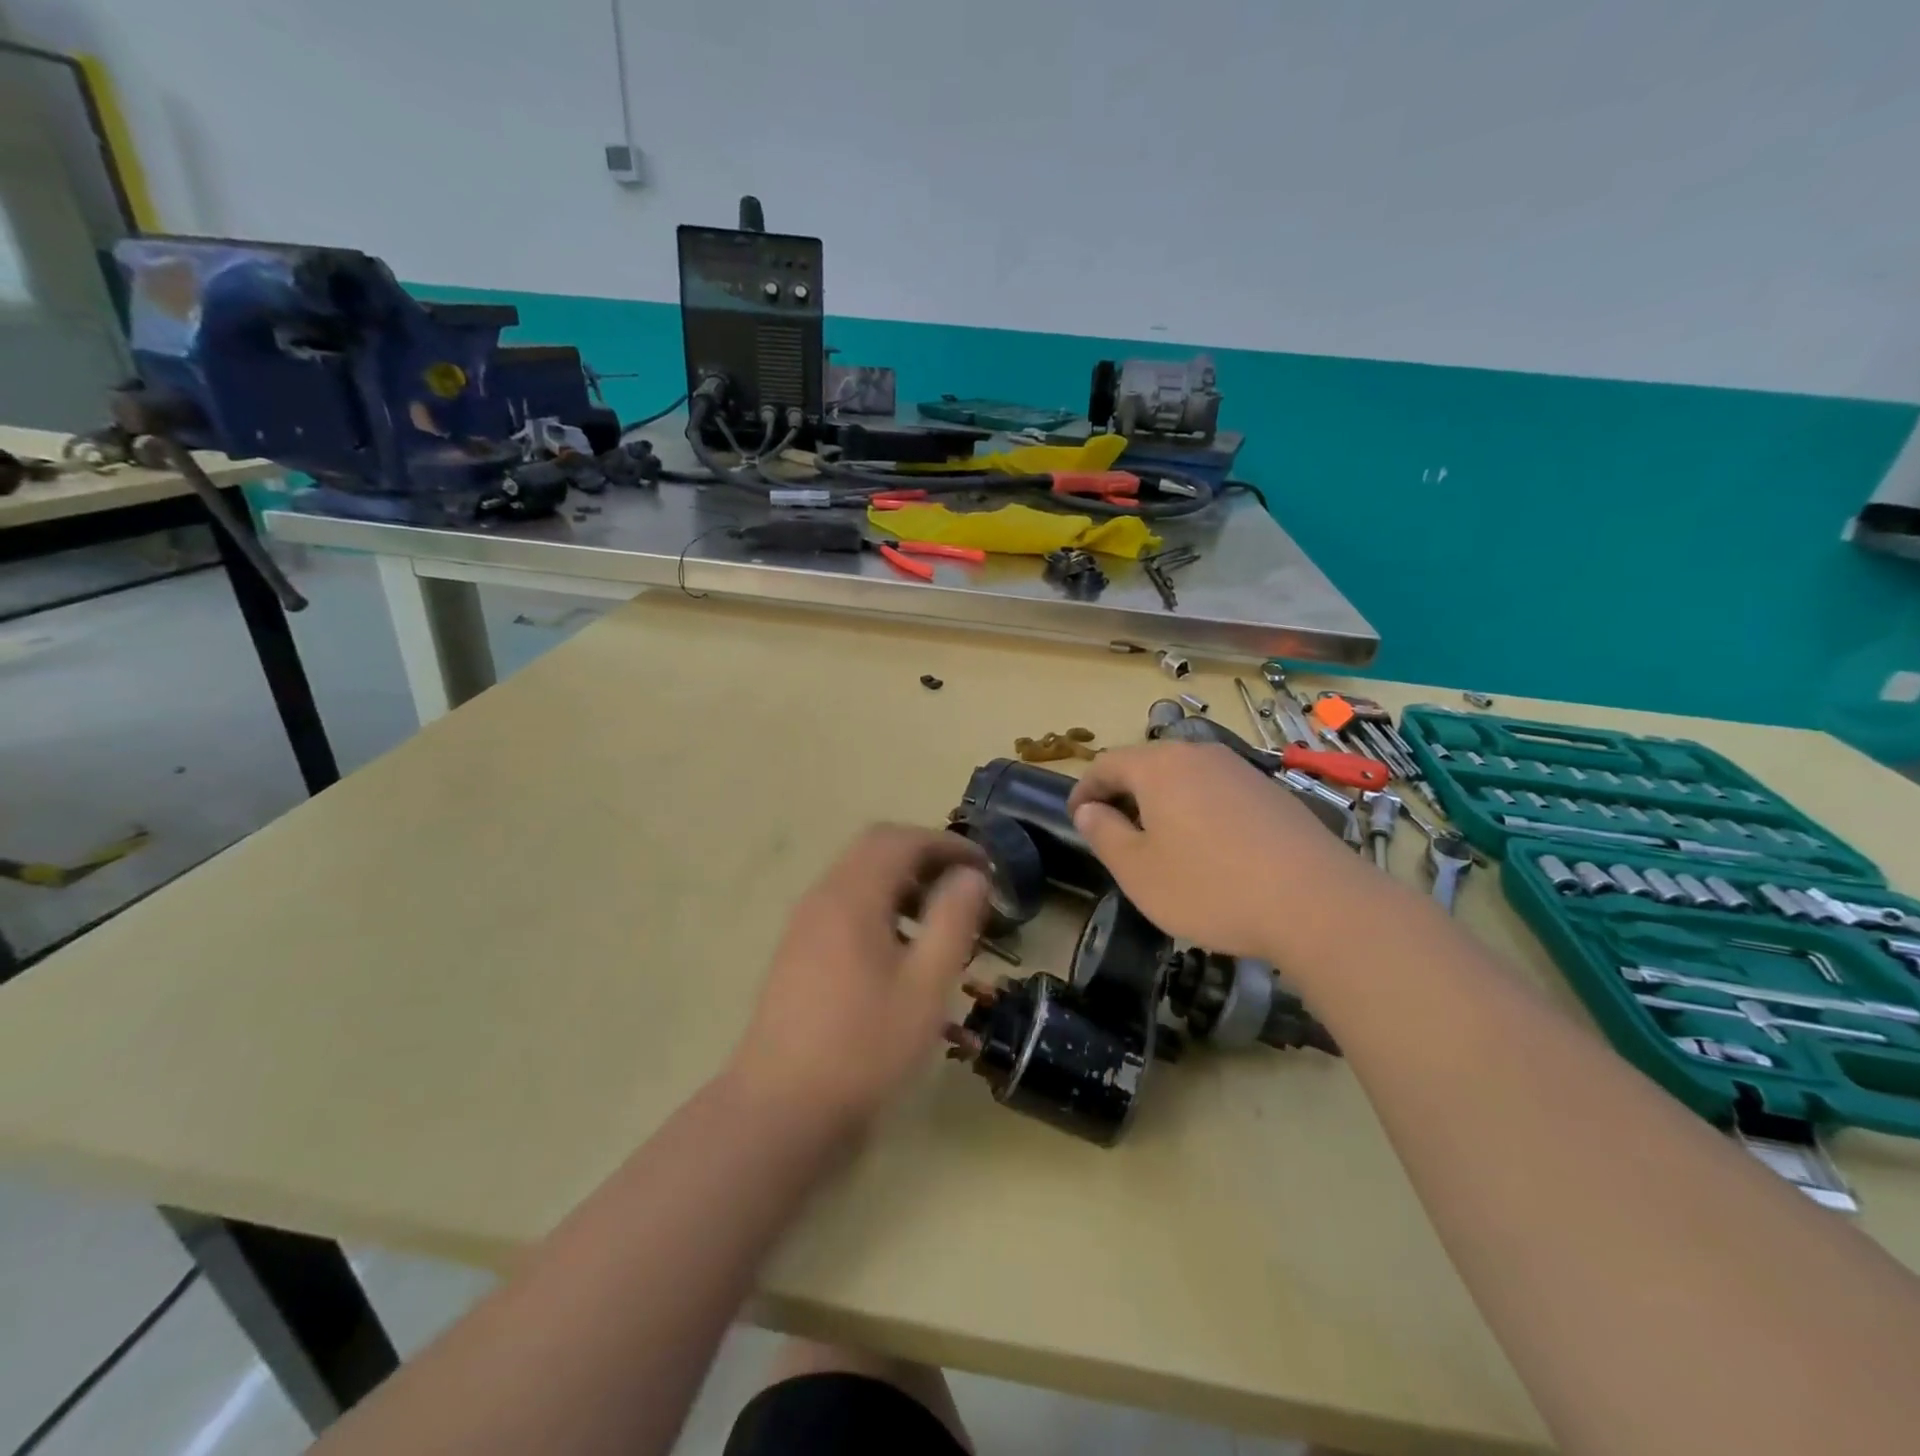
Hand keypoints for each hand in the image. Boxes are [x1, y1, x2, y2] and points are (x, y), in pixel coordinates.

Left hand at [725, 824, 988, 1137]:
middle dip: (925, 858)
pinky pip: (845, 908)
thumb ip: (953, 920)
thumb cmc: (864, 1047)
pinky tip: (902, 954)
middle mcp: (822, 898)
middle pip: (876, 850)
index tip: (984, 866)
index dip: (946, 844)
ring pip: (859, 880)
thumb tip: (971, 875)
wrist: (780, 1111)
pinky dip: (881, 909)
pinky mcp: (798, 954)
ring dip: (903, 885)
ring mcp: (804, 926)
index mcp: (852, 896)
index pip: (900, 839)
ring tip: (940, 923)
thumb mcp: (925, 985)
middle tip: (964, 888)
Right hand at [1067, 742, 1362, 958]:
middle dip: (1124, 795)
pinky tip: (1209, 849)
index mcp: (1159, 766)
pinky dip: (1198, 810)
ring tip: (1160, 843)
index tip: (1076, 818)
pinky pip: (1217, 792)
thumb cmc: (1211, 887)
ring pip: (1185, 777)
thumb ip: (1104, 834)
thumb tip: (1089, 810)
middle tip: (1114, 834)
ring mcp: (1240, 770)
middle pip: (1147, 765)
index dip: (1084, 790)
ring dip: (1162, 803)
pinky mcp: (1271, 792)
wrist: (1318, 903)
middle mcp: (1199, 755)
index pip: (1106, 763)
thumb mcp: (1139, 871)